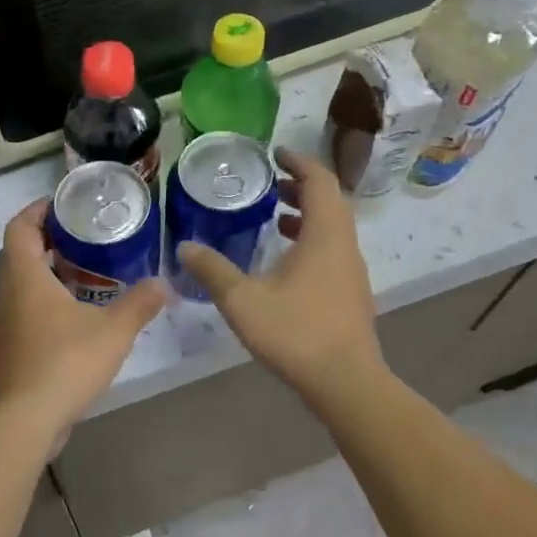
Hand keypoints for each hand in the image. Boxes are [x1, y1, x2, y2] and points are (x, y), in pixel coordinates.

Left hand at [0, 199, 168, 446]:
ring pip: (19, 285)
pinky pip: (21, 312)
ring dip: (45, 275)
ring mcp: (1, 324)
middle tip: (83, 238)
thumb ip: (140, 304)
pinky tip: (73, 320)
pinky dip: (43, 304)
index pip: (20, 225)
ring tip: (84, 275)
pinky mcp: (4, 350)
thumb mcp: (113, 330)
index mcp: (24, 275)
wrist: (21, 422)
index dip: (39, 209)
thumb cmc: (64, 363)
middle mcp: (5, 293)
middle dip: (48, 241)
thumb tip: (163, 283)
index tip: (65, 205)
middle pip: (18, 253)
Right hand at [176, 148, 381, 401]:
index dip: (298, 161)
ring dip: (306, 214)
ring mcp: (351, 271)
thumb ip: (213, 271)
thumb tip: (185, 247)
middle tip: (270, 182)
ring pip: (332, 227)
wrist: (346, 382)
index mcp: (325, 234)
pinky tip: (284, 261)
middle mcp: (344, 245)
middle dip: (301, 186)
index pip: (319, 180)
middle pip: (329, 200)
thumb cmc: (296, 333)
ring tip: (274, 216)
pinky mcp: (350, 293)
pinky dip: (310, 240)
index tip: (275, 153)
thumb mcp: (243, 300)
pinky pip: (332, 250)